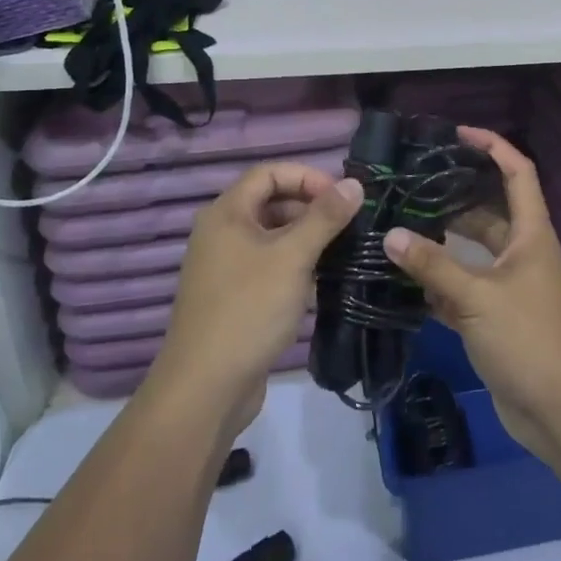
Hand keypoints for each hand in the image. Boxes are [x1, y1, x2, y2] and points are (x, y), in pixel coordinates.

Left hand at [151, 164, 362, 433]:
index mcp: (226, 213)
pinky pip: (268, 265)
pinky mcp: (235, 296)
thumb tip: (354, 183)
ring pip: (272, 236)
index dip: (307, 177)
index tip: (342, 196)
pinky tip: (321, 280)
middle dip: (310, 207)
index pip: (268, 173)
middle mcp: (221, 233)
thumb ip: (324, 218)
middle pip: (270, 202)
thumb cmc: (248, 309)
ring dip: (306, 237)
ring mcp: (226, 266)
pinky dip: (294, 264)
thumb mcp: (292, 257)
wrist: (205, 387)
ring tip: (343, 250)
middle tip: (349, 223)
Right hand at [383, 129, 560, 464]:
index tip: (458, 134)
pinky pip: (464, 290)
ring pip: (473, 253)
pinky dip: (440, 284)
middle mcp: (523, 254)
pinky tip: (405, 280)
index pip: (518, 173)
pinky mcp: (497, 319)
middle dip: (454, 197)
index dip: (493, 147)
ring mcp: (510, 288)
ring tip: (399, 226)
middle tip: (411, 186)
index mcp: (531, 235)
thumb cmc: (529, 340)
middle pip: (489, 212)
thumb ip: (433, 266)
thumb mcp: (478, 297)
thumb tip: (391, 235)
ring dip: (442, 244)